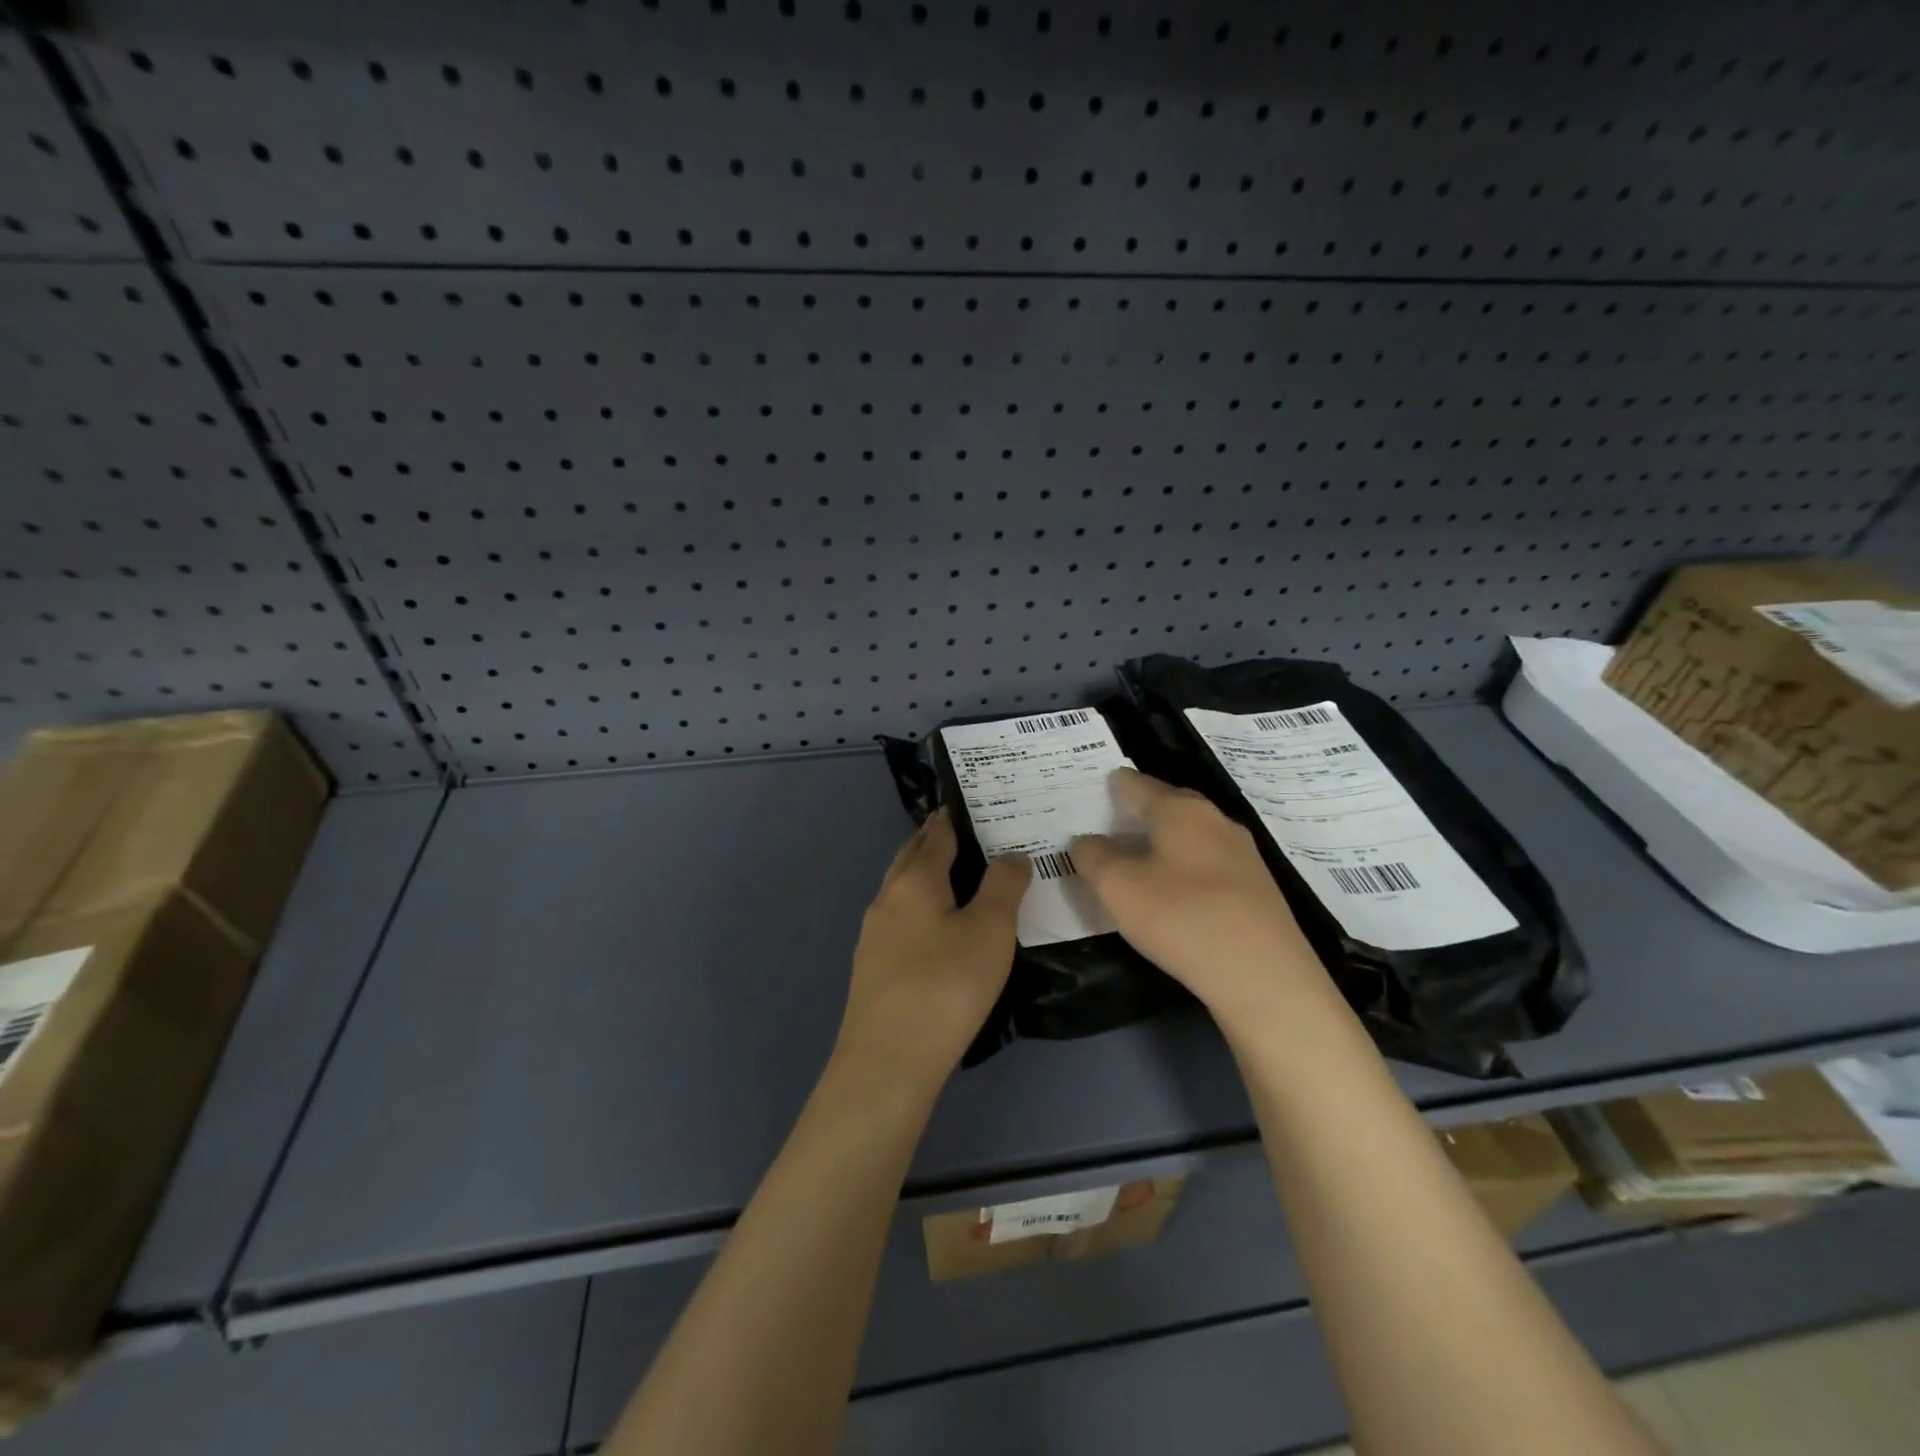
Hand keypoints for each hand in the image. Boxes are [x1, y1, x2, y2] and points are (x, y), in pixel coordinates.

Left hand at [834, 810, 1030, 1092]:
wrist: (887, 1062)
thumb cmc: (946, 986)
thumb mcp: (990, 931)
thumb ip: (1004, 885)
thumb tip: (1012, 854)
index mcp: (914, 880)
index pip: (937, 833)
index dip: (956, 816)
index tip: (978, 804)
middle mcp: (887, 897)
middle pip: (912, 856)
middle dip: (936, 840)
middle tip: (971, 832)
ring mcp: (874, 934)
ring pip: (902, 888)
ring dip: (926, 874)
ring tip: (960, 877)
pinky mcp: (872, 966)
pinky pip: (900, 918)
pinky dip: (920, 906)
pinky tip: (937, 928)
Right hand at [1071, 768, 1325, 1024]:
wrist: (1265, 977)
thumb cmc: (1182, 918)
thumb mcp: (1118, 887)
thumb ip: (1094, 856)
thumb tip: (1087, 840)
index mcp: (1180, 809)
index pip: (1136, 783)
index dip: (1110, 787)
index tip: (1089, 796)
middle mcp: (1215, 819)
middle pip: (1167, 805)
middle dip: (1137, 813)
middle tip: (1106, 829)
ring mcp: (1242, 853)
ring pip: (1190, 835)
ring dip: (1162, 843)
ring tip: (1134, 862)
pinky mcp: (1256, 887)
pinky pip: (1208, 863)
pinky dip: (1184, 868)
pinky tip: (1173, 893)